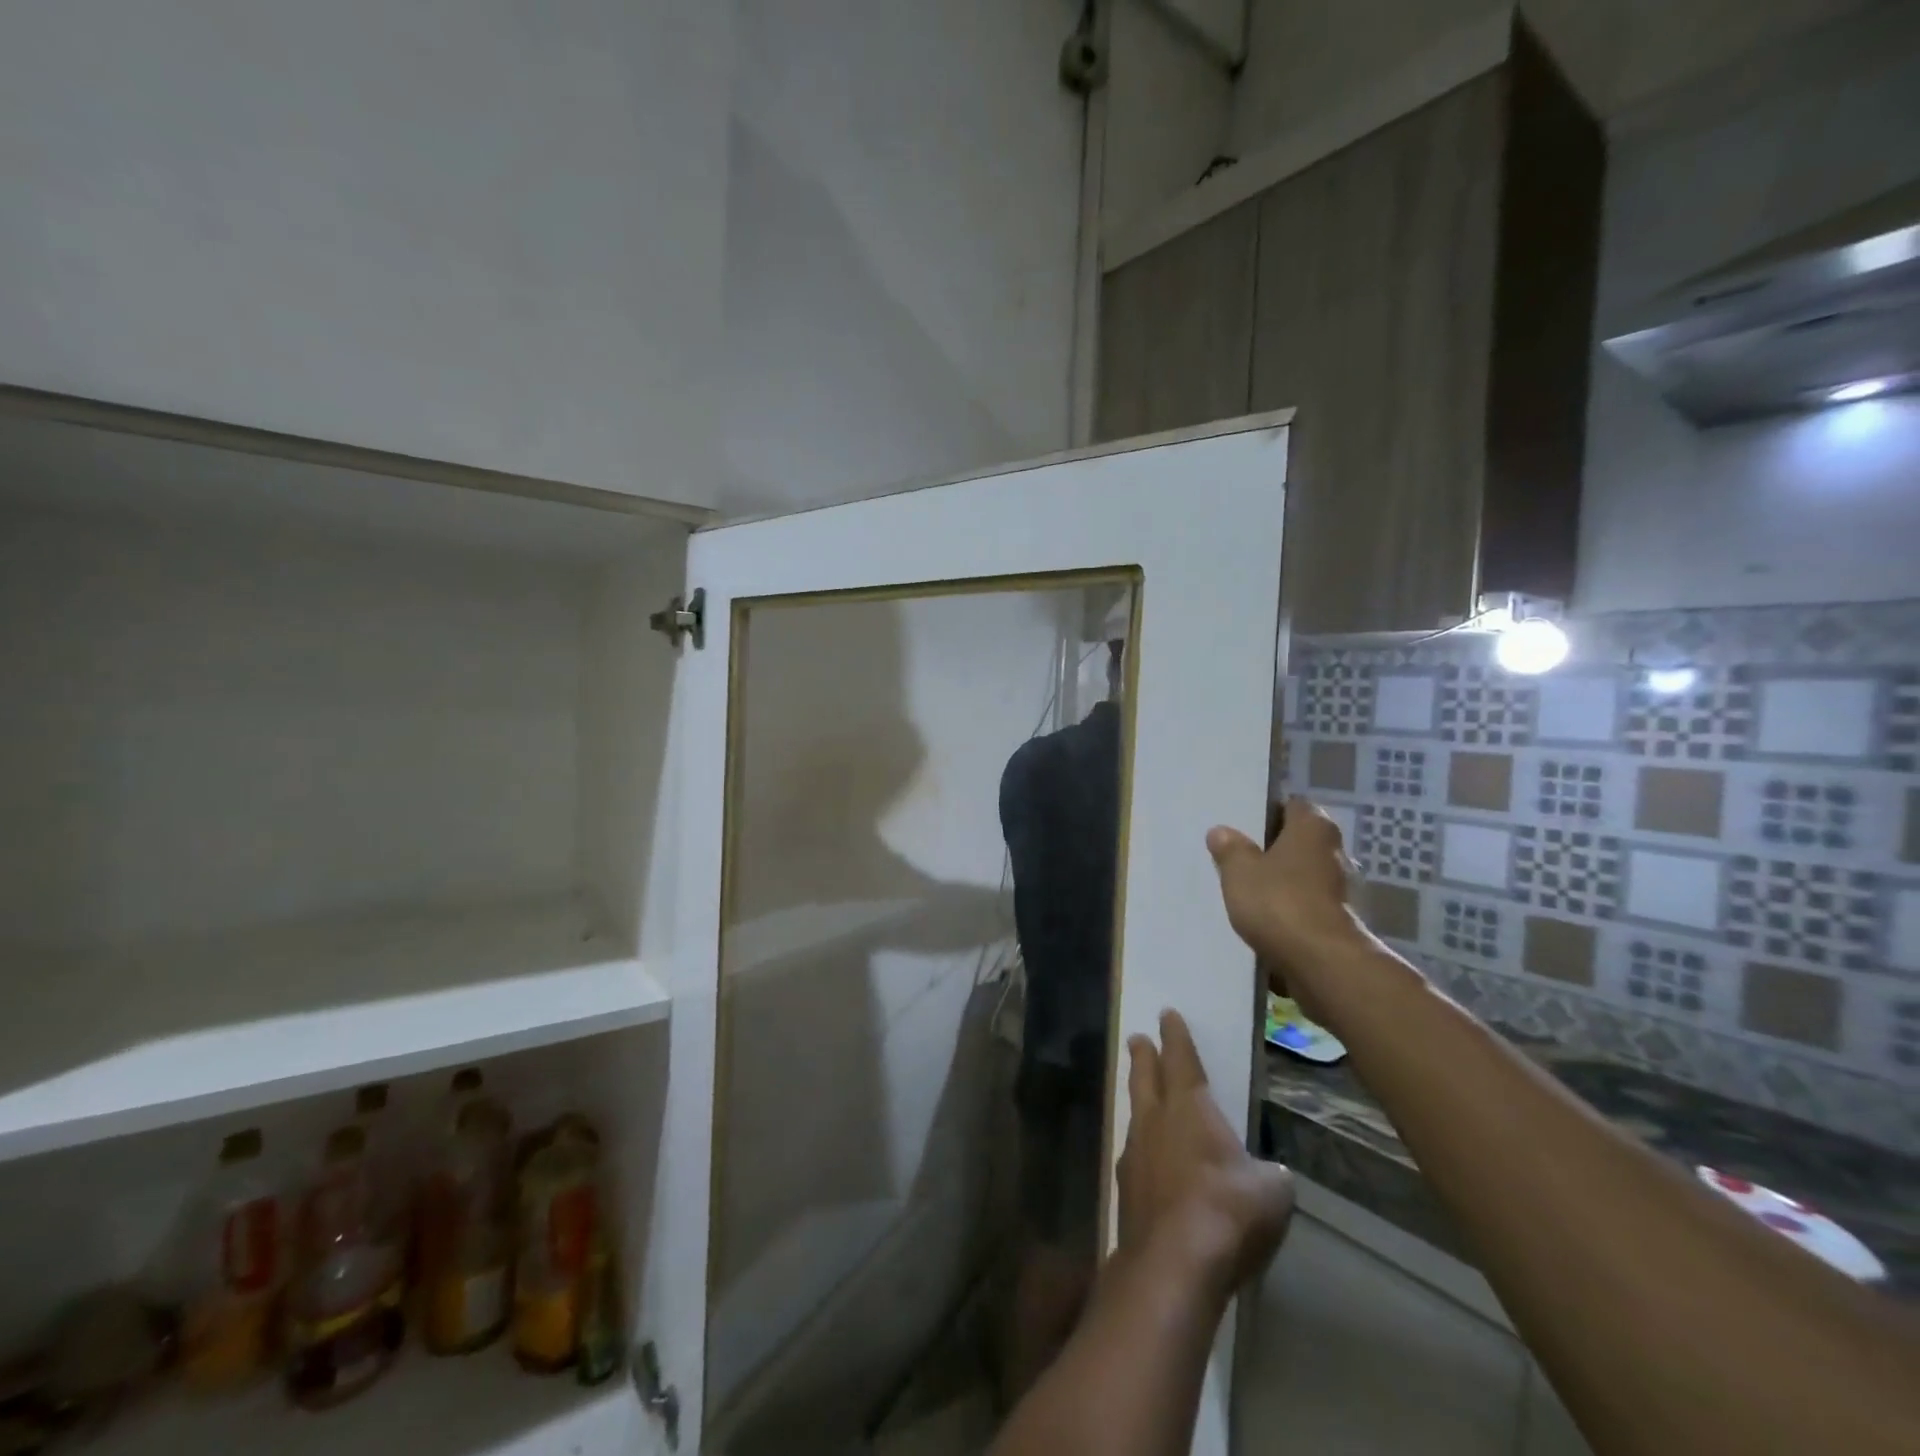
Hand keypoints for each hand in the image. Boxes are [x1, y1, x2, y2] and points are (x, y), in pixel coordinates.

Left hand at [1118, 1010, 1294, 1297]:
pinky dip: (1142, 1148)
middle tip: (1137, 1038)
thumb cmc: (1227, 1212)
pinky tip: (1146, 1160)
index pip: (1182, 1060)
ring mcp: (1135, 1154)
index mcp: (1189, 1108)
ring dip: (1139, 1098)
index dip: (1176, 1037)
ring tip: (1142, 1095)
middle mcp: (1156, 1121)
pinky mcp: (1126, 1189)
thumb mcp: (1270, 1191)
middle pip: (1147, 1077)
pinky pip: (1133, 1154)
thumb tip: (1269, 1174)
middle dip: (1144, 1055)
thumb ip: (1269, 1174)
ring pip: (1136, 1113)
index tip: (1167, 1014)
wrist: (1172, 1262)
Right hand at [1206, 797, 1369, 998]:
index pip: (1294, 805)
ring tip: (1251, 889)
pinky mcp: (1342, 920)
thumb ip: (1230, 849)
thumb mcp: (1239, 871)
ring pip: (1306, 874)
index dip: (1270, 812)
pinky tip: (1268, 918)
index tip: (1245, 823)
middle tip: (1242, 855)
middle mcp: (1336, 851)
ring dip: (1285, 880)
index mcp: (1314, 828)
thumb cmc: (1279, 902)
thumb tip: (1221, 831)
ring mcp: (1344, 888)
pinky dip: (1293, 908)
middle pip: (1301, 841)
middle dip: (1276, 848)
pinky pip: (1310, 904)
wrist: (1323, 962)